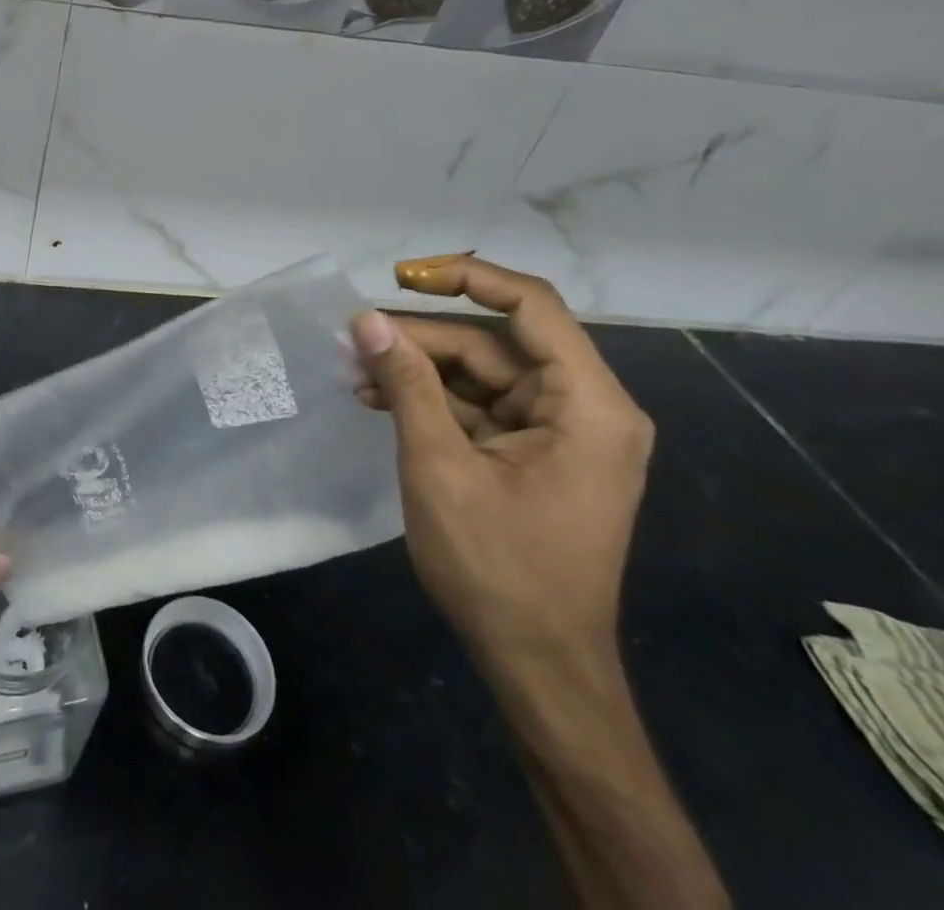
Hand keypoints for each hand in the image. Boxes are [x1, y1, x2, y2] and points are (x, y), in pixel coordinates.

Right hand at [349, 255, 653, 674]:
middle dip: (422, 338)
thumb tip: (367, 321)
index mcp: (588, 406)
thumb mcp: (439, 468)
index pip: (531, 307)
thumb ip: (406, 385)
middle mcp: (586, 409)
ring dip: (419, 370)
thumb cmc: (497, 568)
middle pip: (495, 344)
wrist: (538, 666)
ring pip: (482, 374)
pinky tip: (380, 400)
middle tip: (355, 340)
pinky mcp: (537, 455)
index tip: (402, 277)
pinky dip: (433, 401)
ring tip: (356, 373)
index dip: (467, 277)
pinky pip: (481, 407)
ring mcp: (562, 434)